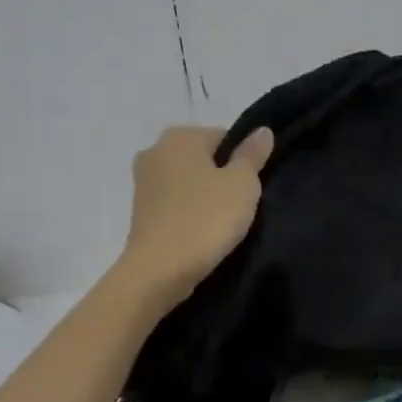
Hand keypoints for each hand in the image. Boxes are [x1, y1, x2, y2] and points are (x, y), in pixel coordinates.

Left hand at [121, 125, 273, 304]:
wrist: (159, 271)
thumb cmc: (206, 219)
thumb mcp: (242, 184)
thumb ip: (253, 155)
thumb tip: (262, 131)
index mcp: (180, 136)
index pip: (225, 137)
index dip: (244, 160)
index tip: (253, 187)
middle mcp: (154, 150)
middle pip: (204, 159)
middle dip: (223, 177)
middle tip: (243, 205)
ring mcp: (143, 182)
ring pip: (189, 182)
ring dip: (207, 197)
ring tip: (225, 223)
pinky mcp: (140, 211)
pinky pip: (176, 204)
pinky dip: (191, 214)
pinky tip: (204, 233)